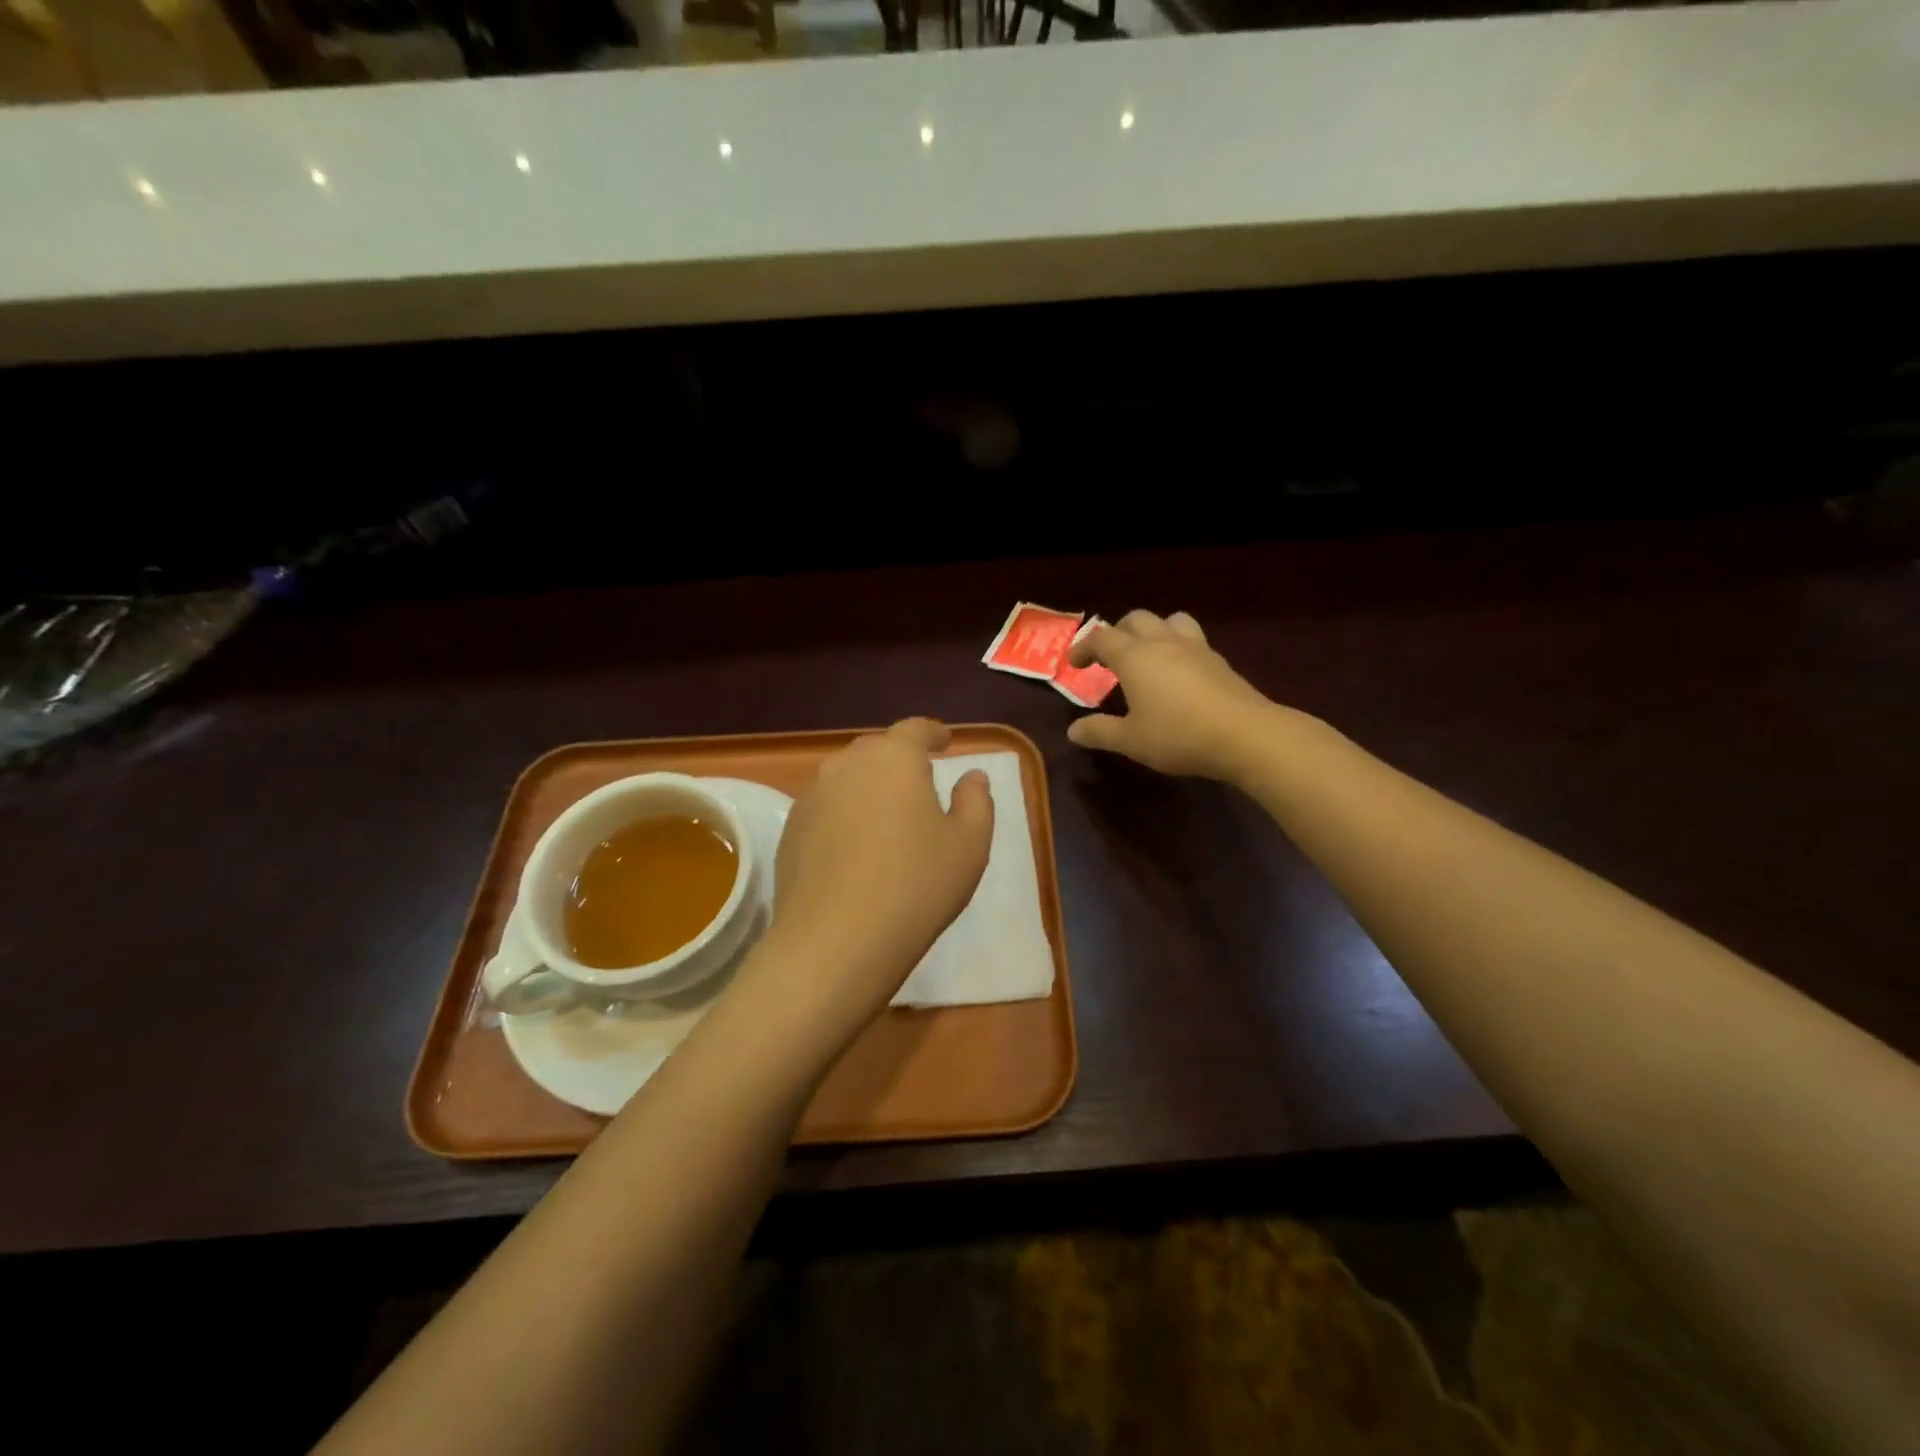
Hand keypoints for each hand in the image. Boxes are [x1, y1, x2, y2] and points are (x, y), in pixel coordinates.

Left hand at [752, 719, 992, 1039]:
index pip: (916, 729)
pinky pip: (825, 808)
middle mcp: (847, 765)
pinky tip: (855, 849)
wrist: (835, 941)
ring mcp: (811, 796)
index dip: (934, 733)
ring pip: (847, 778)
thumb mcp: (969, 845)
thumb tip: (971, 776)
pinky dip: (844, 815)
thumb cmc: (916, 886)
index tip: (945, 743)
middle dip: (899, 760)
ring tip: (886, 818)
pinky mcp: (790, 830)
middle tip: (919, 785)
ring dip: (869, 787)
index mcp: (894, 758)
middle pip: (877, 750)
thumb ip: (976, 801)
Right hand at [1066, 610, 1276, 778]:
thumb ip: (1100, 732)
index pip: (1101, 638)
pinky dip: (1178, 649)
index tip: (1074, 664)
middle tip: (1109, 656)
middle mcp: (1163, 643)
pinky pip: (1193, 641)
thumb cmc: (1178, 735)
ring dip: (1154, 631)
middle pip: (1136, 619)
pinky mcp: (1220, 661)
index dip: (1084, 647)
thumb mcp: (1131, 740)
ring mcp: (1196, 648)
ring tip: (1148, 655)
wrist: (1245, 735)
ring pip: (1171, 621)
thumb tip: (1073, 731)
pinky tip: (1179, 674)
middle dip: (1118, 632)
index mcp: (1135, 656)